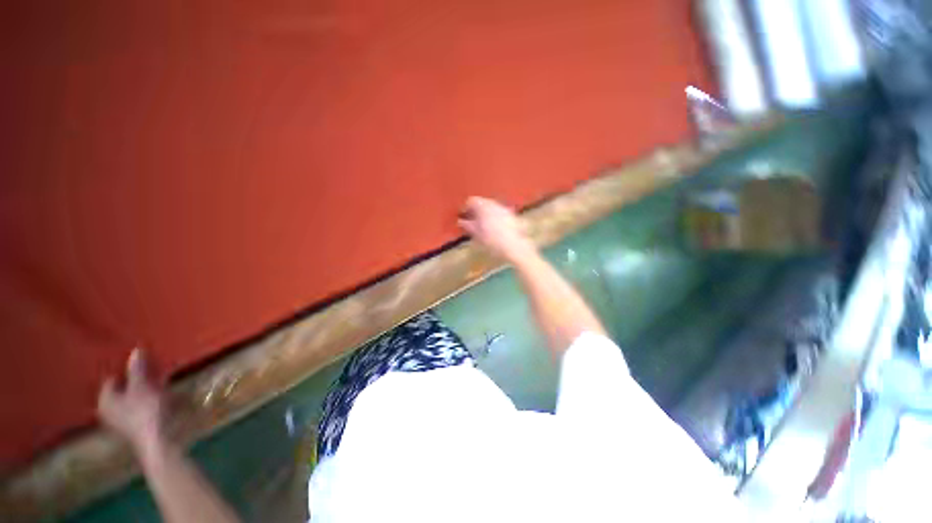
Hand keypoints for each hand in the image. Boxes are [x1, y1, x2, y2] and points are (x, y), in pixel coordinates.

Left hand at [98, 349, 165, 455]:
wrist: (159, 439)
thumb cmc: (144, 410)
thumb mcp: (141, 386)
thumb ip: (137, 369)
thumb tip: (135, 350)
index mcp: (104, 401)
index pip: (111, 378)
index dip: (124, 368)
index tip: (140, 359)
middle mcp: (110, 410)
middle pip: (123, 388)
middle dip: (136, 378)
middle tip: (150, 365)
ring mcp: (125, 419)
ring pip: (134, 397)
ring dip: (146, 386)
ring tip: (160, 376)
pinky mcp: (139, 423)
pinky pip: (143, 404)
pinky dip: (151, 396)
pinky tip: (164, 391)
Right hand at [458, 196, 534, 261]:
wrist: (514, 247)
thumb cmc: (491, 241)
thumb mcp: (476, 234)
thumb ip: (467, 225)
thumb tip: (461, 221)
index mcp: (483, 206)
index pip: (471, 201)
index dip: (465, 208)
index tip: (462, 216)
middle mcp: (495, 204)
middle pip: (482, 202)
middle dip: (476, 210)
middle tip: (471, 220)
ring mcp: (505, 209)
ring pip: (492, 207)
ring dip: (486, 213)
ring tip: (482, 225)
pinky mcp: (513, 216)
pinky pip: (500, 213)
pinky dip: (495, 217)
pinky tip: (494, 228)